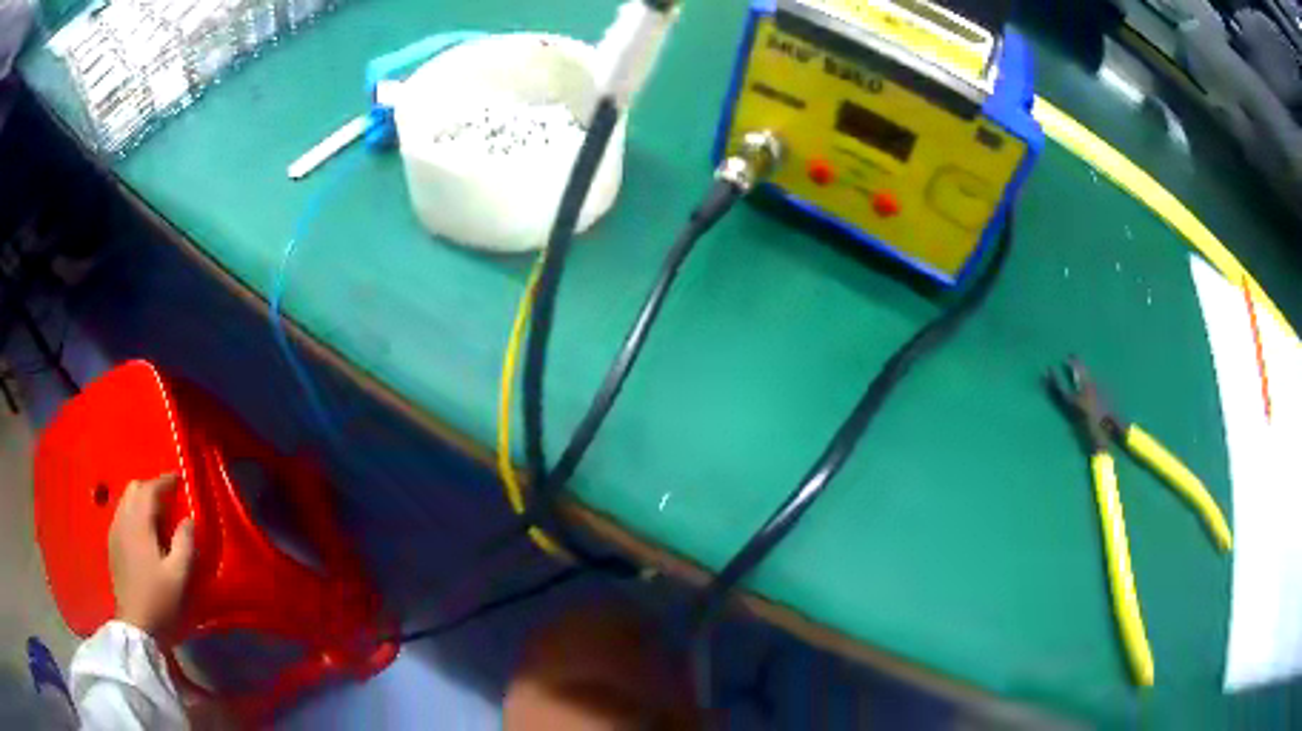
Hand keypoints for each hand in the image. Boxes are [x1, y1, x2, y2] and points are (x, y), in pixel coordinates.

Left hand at [108, 474, 195, 636]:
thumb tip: (189, 519)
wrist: (137, 629)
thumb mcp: (180, 577)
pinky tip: (144, 534)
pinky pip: (122, 517)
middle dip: (152, 488)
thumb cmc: (161, 602)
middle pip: (134, 489)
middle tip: (170, 499)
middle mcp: (123, 520)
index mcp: (139, 523)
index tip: (180, 478)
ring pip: (126, 502)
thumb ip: (185, 543)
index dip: (165, 481)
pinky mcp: (113, 548)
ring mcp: (115, 534)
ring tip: (158, 515)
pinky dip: (134, 514)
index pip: (150, 489)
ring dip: (141, 501)